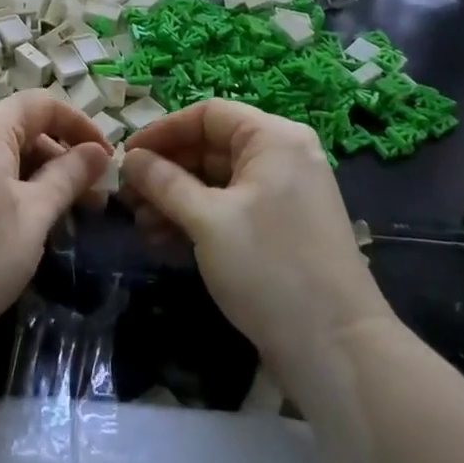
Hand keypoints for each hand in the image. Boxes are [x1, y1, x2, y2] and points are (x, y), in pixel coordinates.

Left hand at [0, 93, 111, 358]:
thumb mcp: (35, 214)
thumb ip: (69, 176)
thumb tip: (98, 152)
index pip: (43, 104)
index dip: (81, 125)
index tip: (108, 159)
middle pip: (24, 128)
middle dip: (63, 157)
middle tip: (93, 198)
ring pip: (4, 154)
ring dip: (40, 176)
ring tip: (66, 215)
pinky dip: (13, 187)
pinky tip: (28, 222)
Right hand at [121, 100, 390, 371]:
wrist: (337, 348)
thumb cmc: (269, 268)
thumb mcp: (207, 220)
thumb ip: (163, 182)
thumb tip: (129, 159)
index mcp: (273, 139)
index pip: (207, 114)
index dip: (162, 131)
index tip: (126, 157)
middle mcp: (281, 157)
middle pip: (209, 147)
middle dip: (165, 171)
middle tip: (127, 197)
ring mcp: (283, 195)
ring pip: (216, 181)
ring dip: (174, 199)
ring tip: (141, 225)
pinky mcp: (279, 229)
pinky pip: (229, 208)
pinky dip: (196, 218)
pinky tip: (164, 240)